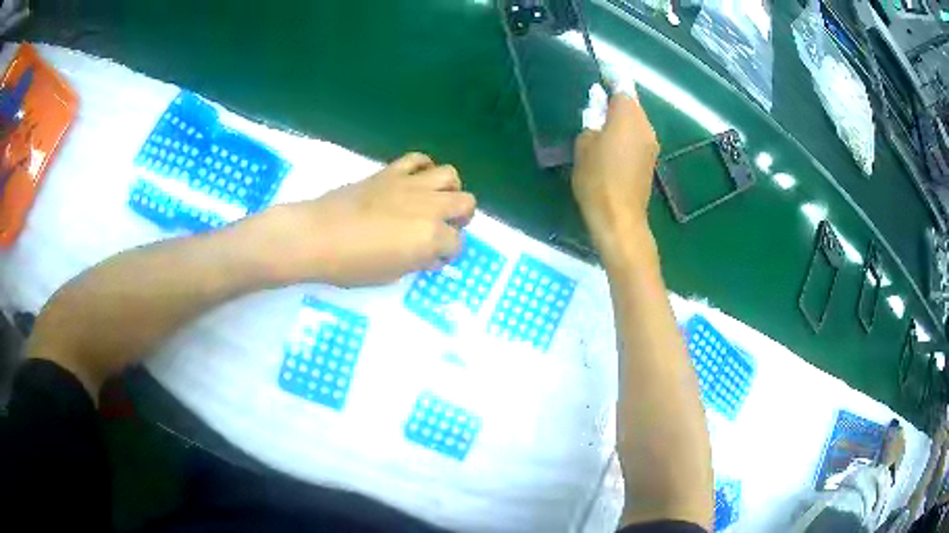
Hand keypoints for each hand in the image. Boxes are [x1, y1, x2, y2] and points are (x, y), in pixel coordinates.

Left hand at [246, 152, 475, 286]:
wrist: (316, 236)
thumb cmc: (351, 265)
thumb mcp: (391, 274)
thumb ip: (417, 261)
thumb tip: (430, 254)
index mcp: (430, 237)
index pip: (457, 243)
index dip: (448, 253)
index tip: (434, 258)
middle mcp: (429, 206)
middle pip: (466, 203)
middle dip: (461, 218)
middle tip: (443, 228)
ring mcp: (410, 184)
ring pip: (450, 175)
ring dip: (449, 190)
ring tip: (434, 201)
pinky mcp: (390, 171)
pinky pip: (418, 159)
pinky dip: (423, 168)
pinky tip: (414, 181)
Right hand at [572, 91, 658, 250]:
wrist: (620, 219)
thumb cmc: (597, 180)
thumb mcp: (584, 145)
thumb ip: (592, 119)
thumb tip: (597, 104)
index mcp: (628, 117)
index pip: (622, 86)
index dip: (612, 76)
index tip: (602, 69)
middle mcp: (645, 125)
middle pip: (631, 102)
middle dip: (615, 98)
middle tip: (595, 101)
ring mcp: (651, 143)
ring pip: (635, 119)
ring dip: (620, 116)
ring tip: (600, 122)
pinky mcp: (650, 159)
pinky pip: (637, 135)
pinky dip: (625, 131)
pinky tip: (611, 141)